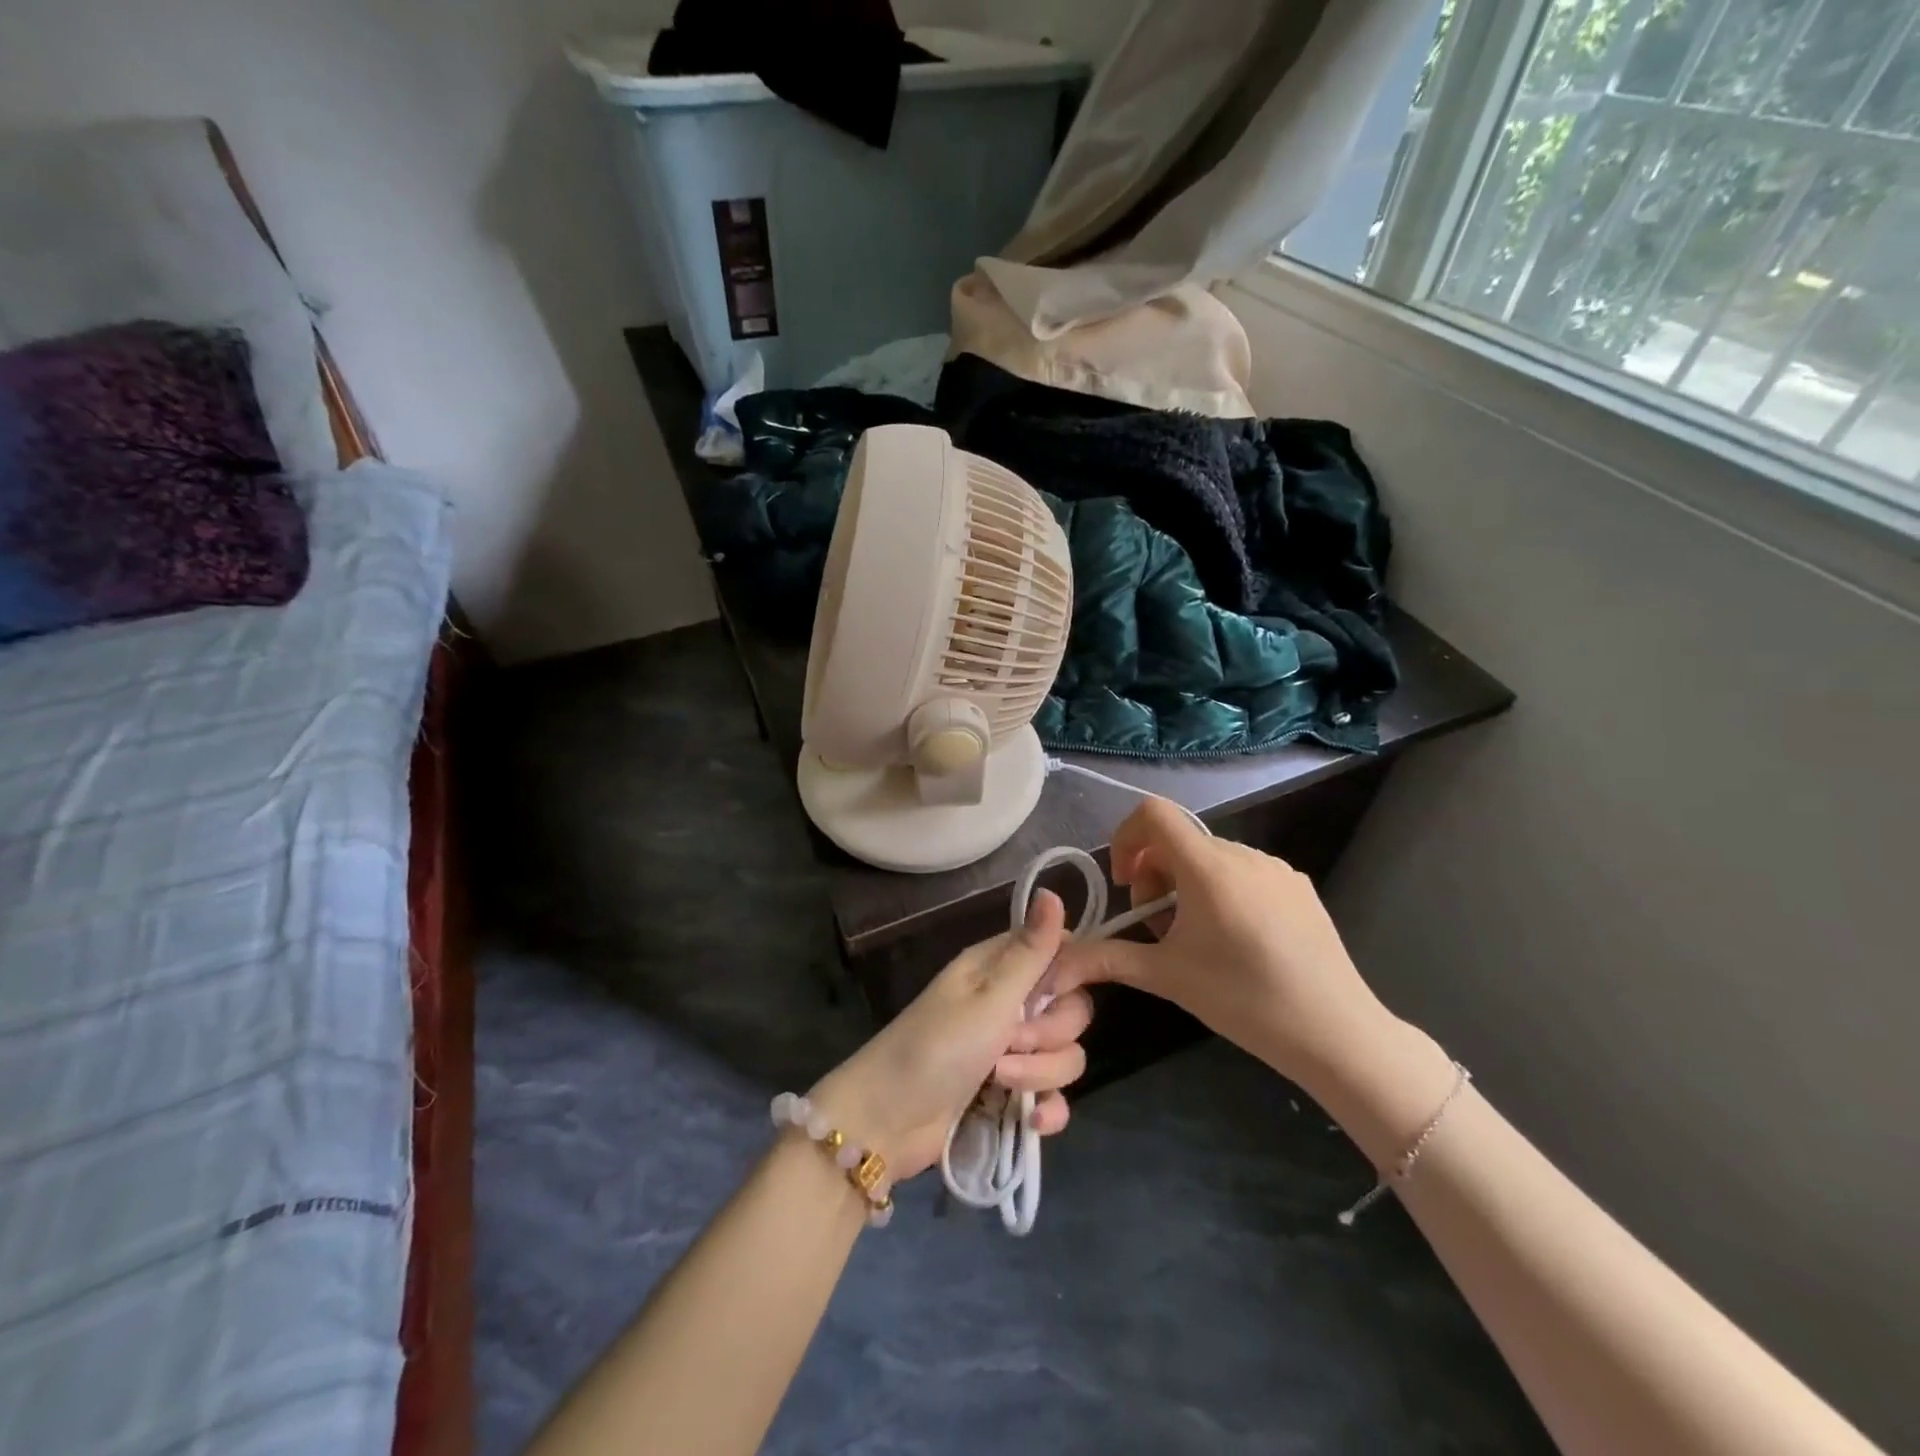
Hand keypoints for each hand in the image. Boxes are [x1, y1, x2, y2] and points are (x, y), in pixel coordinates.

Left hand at [807, 890, 1091, 1184]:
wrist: (889, 1120)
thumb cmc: (936, 1046)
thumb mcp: (988, 998)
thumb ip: (1030, 953)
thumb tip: (1052, 891)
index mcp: (1000, 969)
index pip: (1061, 954)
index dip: (1073, 973)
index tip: (1060, 992)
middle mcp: (1011, 1004)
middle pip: (1071, 1011)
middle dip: (1051, 1034)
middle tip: (1011, 1043)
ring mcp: (1014, 1052)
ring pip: (1065, 1055)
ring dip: (1041, 1075)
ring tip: (999, 1083)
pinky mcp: (1013, 1094)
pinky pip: (1054, 1096)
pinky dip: (1048, 1110)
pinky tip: (1032, 1122)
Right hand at [1048, 798, 1394, 1092]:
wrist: (1335, 1032)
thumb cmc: (1243, 998)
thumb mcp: (1167, 976)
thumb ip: (1107, 959)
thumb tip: (1056, 966)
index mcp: (1208, 867)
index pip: (1153, 813)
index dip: (1126, 838)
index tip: (1127, 884)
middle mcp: (1242, 854)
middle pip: (1179, 841)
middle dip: (1155, 876)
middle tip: (1159, 928)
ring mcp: (1276, 868)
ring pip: (1211, 858)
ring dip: (1187, 886)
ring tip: (1196, 939)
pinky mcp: (1299, 886)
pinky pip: (1244, 872)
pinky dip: (1222, 891)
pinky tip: (1237, 941)